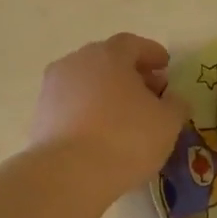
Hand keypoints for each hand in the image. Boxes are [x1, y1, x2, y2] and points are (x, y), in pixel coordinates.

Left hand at [31, 35, 189, 197]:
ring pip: (87, 84)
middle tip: (149, 93)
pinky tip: (102, 134)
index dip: (152, 54)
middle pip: (107, 61)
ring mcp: (53, 88)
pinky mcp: (40, 116)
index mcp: (109, 55)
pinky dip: (89, 113)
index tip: (165, 66)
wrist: (69, 173)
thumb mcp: (167, 123)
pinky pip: (72, 107)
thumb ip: (176, 105)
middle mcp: (76, 62)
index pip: (133, 44)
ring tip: (125, 117)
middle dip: (130, 74)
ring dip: (107, 94)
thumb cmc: (126, 139)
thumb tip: (173, 98)